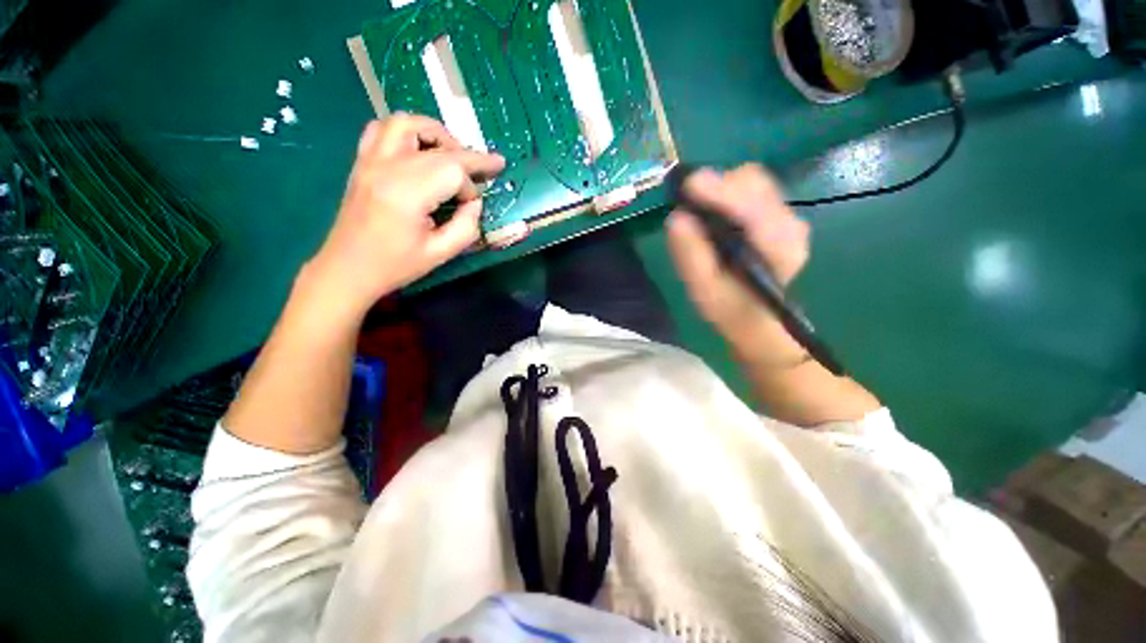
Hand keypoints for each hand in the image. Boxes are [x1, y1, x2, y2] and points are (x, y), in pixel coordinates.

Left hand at [302, 115, 505, 322]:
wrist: (347, 268)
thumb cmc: (395, 265)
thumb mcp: (441, 253)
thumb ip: (466, 227)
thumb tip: (474, 203)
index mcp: (408, 194)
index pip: (453, 170)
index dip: (470, 187)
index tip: (472, 207)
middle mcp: (388, 168)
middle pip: (438, 146)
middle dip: (469, 157)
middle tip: (488, 168)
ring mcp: (371, 160)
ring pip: (407, 123)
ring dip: (436, 133)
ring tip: (453, 153)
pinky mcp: (362, 162)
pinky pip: (382, 129)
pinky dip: (406, 132)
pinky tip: (418, 149)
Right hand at [666, 164, 810, 363]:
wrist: (755, 318)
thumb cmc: (729, 309)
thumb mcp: (703, 289)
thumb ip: (691, 255)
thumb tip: (676, 217)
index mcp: (778, 250)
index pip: (753, 210)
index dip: (721, 193)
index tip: (689, 186)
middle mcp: (790, 226)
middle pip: (755, 184)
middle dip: (719, 187)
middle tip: (688, 201)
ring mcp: (788, 217)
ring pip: (754, 182)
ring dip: (722, 189)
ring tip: (699, 209)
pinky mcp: (778, 214)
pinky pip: (752, 189)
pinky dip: (727, 193)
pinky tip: (714, 213)